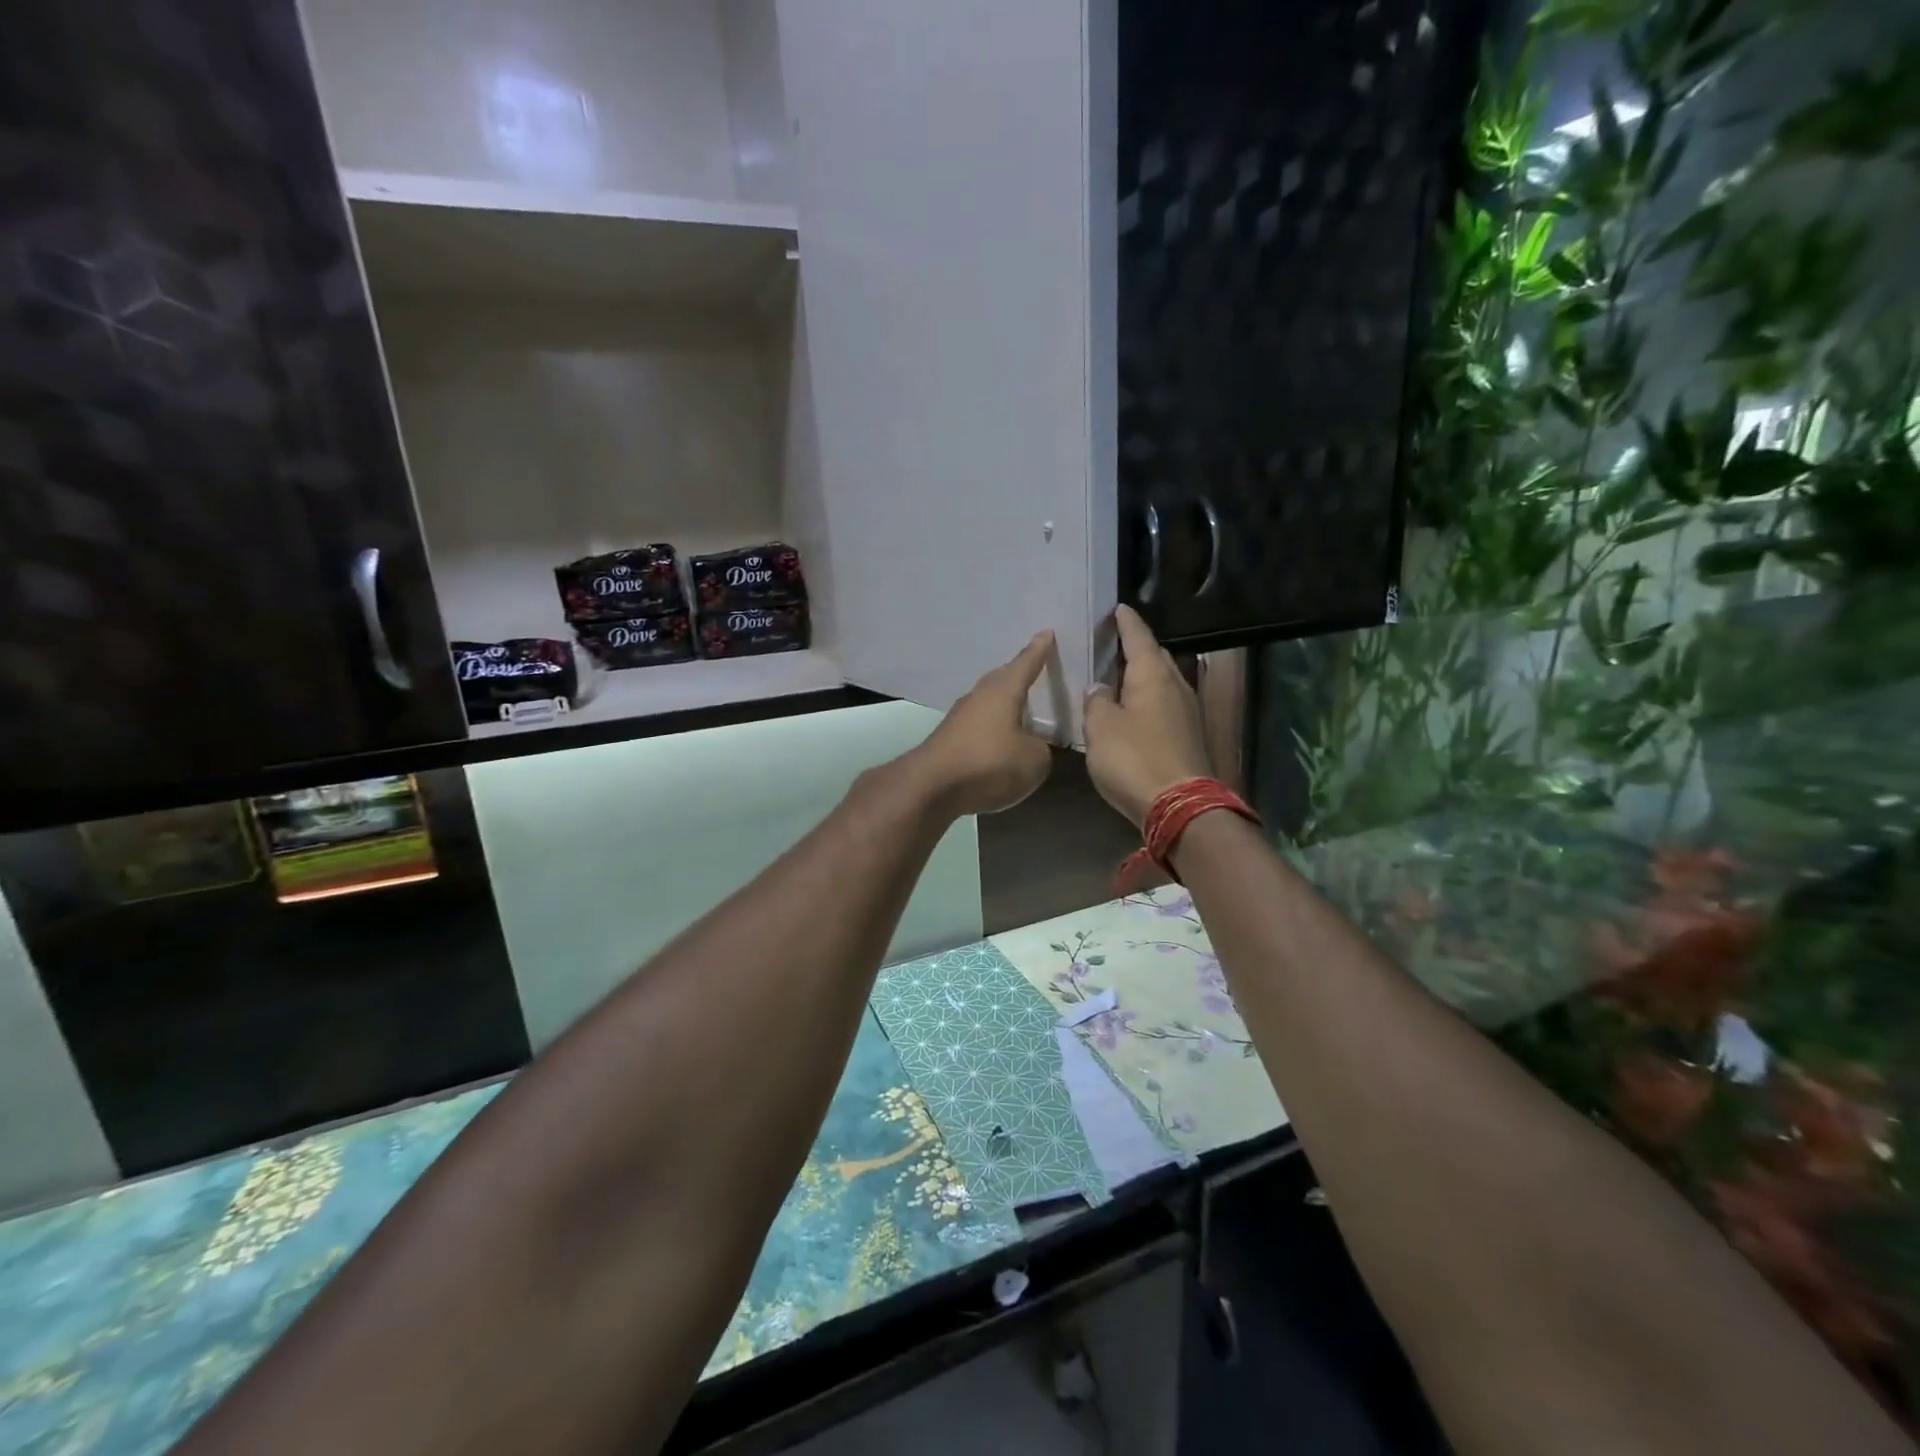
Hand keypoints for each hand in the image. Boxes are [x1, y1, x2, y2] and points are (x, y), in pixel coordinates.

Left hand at [909, 632, 1055, 816]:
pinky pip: (979, 725)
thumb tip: (1031, 746)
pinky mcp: (949, 740)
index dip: (1039, 650)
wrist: (931, 786)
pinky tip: (1000, 740)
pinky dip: (992, 728)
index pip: (1026, 663)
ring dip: (1004, 704)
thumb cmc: (988, 763)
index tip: (1047, 633)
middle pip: (1002, 679)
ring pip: (988, 702)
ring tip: (1022, 708)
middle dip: (1019, 674)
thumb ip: (1041, 749)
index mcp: (1003, 691)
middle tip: (1035, 669)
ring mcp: (960, 717)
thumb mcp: (1033, 760)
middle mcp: (979, 696)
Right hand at [1084, 606, 1211, 827]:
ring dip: (1143, 676)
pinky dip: (1148, 700)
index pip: (1139, 637)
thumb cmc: (1134, 758)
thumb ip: (1097, 701)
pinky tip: (1133, 710)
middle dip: (1137, 647)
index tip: (1118, 608)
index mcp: (1153, 675)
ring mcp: (1187, 712)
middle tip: (1114, 643)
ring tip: (1119, 675)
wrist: (1179, 805)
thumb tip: (1100, 688)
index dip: (1126, 622)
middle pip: (1156, 657)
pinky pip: (1165, 705)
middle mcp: (1175, 686)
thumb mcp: (1100, 727)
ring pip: (1163, 682)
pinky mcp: (1189, 736)